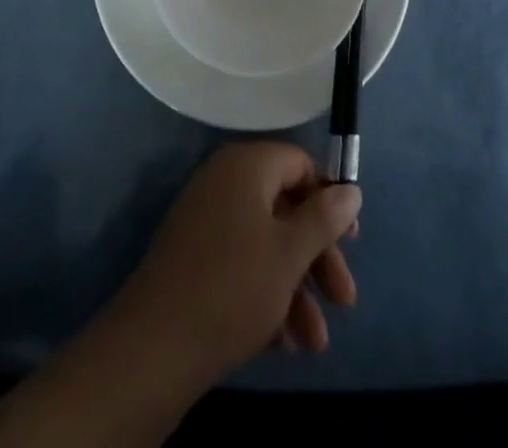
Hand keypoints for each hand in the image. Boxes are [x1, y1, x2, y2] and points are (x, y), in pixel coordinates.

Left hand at [112, 143, 361, 385]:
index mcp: (246, 165)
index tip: (352, 241)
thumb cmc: (233, 286)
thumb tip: (351, 190)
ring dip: (296, 287)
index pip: (299, 164)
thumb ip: (324, 218)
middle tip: (343, 301)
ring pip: (266, 242)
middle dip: (318, 256)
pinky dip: (266, 294)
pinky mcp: (194, 254)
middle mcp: (224, 181)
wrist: (156, 343)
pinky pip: (241, 261)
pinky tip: (282, 343)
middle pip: (285, 206)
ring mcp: (206, 217)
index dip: (329, 199)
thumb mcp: (289, 253)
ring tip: (314, 343)